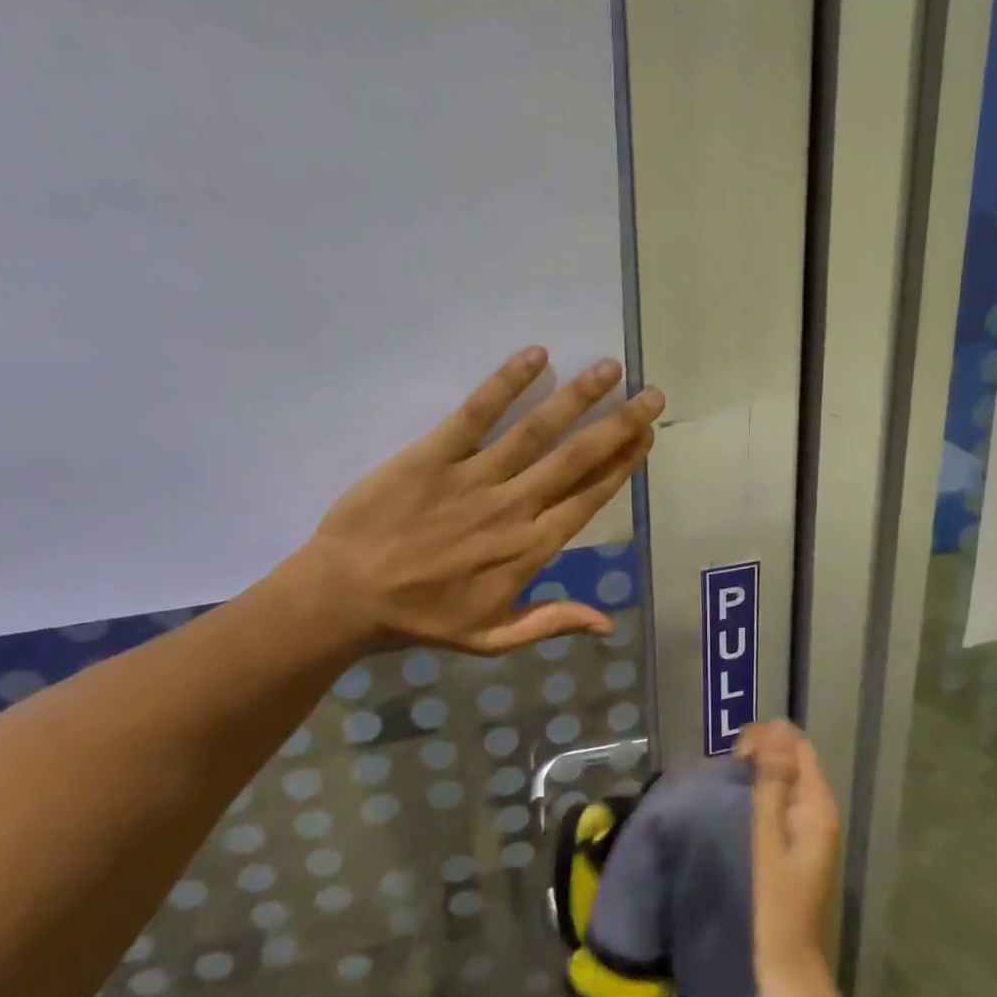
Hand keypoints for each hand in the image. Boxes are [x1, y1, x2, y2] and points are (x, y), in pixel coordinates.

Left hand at [301, 346, 662, 653]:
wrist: (344, 597)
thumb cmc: (420, 618)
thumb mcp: (492, 639)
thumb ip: (551, 624)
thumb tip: (609, 624)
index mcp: (530, 548)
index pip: (589, 499)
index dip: (622, 466)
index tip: (646, 437)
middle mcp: (513, 507)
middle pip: (576, 459)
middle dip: (619, 425)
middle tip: (651, 395)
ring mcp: (475, 478)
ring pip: (537, 431)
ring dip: (578, 398)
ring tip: (610, 369)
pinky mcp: (434, 455)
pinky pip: (476, 414)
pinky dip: (507, 384)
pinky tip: (537, 357)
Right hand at [740, 720, 841, 996]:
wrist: (782, 980)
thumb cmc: (771, 907)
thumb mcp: (767, 838)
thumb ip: (772, 781)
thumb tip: (778, 727)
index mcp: (817, 807)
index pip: (797, 746)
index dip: (766, 741)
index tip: (733, 759)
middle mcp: (817, 816)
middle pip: (790, 764)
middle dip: (758, 759)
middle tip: (724, 779)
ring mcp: (806, 838)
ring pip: (780, 788)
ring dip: (754, 782)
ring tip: (722, 794)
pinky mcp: (792, 856)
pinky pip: (775, 812)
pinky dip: (754, 804)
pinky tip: (731, 818)